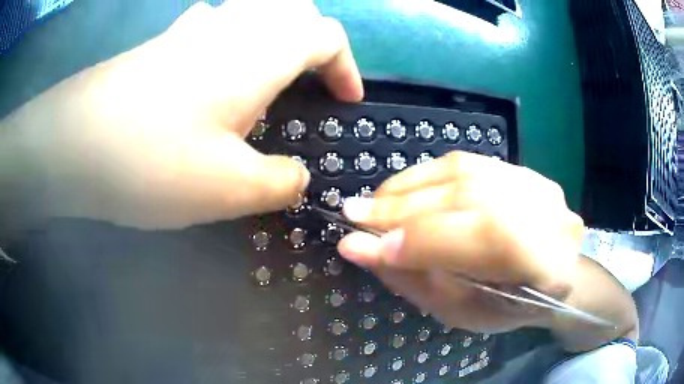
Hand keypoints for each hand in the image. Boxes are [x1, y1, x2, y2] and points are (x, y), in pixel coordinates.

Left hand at [3, 0, 361, 229]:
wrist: (71, 146)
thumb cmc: (149, 162)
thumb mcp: (229, 189)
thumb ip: (280, 182)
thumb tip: (298, 178)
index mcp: (260, 51)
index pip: (326, 36)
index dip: (346, 67)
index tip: (346, 102)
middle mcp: (232, 26)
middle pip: (294, 11)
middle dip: (314, 43)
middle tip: (312, 84)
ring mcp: (193, 29)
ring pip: (255, 12)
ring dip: (275, 38)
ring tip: (271, 81)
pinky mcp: (164, 44)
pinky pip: (214, 25)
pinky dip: (232, 40)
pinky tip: (218, 72)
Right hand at [337, 152, 583, 332]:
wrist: (554, 273)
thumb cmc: (507, 306)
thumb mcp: (460, 311)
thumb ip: (412, 279)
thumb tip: (358, 248)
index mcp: (546, 261)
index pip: (486, 237)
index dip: (423, 241)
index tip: (363, 245)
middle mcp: (546, 210)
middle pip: (470, 197)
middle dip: (403, 208)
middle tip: (353, 214)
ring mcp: (535, 182)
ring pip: (464, 172)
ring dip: (408, 186)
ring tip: (373, 203)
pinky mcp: (519, 168)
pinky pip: (465, 162)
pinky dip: (425, 175)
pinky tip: (402, 189)